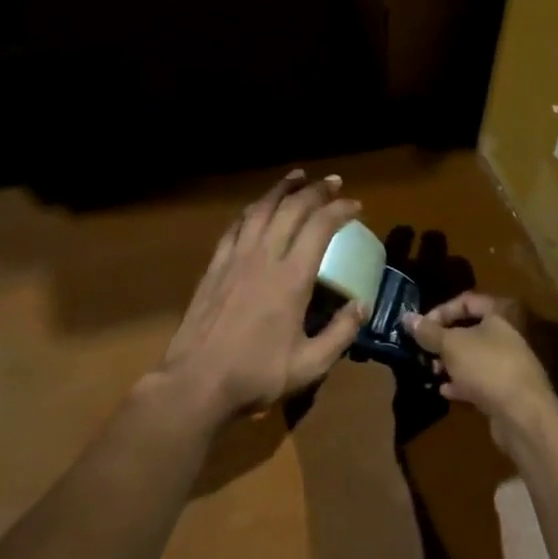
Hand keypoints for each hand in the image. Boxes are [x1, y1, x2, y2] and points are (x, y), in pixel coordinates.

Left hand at [159, 171, 365, 419]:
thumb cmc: (256, 375)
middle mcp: (264, 258)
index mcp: (291, 279)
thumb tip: (361, 304)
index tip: (355, 206)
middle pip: (291, 209)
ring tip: (297, 177)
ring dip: (281, 189)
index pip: (320, 228)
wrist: (196, 382)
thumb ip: (340, 333)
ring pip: (261, 210)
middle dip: (316, 190)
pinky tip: (257, 207)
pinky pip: (235, 227)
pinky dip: (252, 210)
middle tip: (333, 182)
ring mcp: (235, 258)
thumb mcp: (310, 365)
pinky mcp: (214, 266)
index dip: (340, 210)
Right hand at [406, 293, 557, 443]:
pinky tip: (444, 391)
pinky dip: (461, 384)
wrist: (522, 415)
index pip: (466, 301)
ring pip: (473, 357)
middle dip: (443, 340)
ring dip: (450, 363)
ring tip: (431, 370)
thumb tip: (407, 318)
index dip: (441, 310)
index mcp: (499, 315)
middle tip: (423, 350)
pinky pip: (479, 381)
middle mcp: (507, 335)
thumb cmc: (486, 367)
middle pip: (469, 330)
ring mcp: (508, 364)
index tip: (420, 326)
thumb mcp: (451, 345)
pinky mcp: (506, 391)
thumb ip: (429, 332)